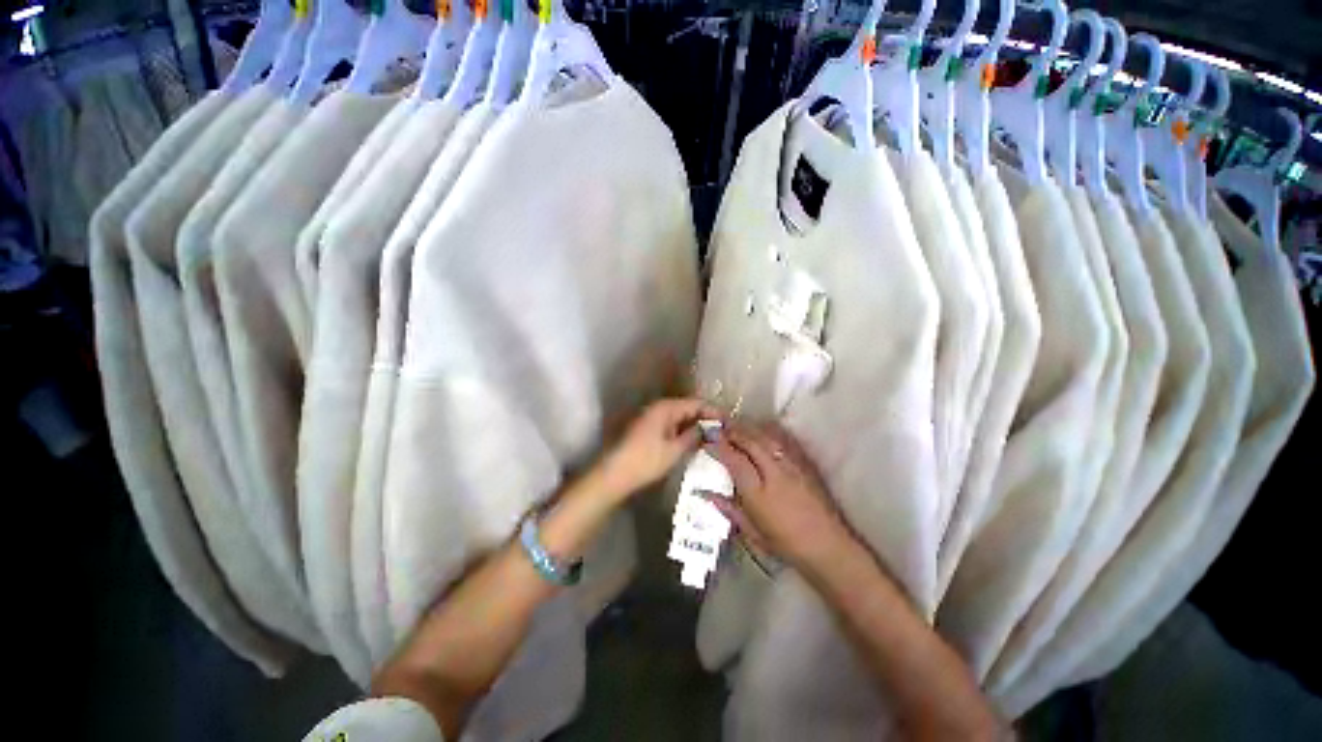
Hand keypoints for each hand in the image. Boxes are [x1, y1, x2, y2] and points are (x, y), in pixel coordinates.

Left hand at [596, 398, 714, 499]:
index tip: (729, 422)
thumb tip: (710, 428)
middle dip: (706, 418)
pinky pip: (672, 425)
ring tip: (713, 438)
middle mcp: (659, 408)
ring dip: (695, 426)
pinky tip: (694, 442)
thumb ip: (694, 436)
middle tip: (724, 432)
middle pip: (688, 408)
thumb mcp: (674, 450)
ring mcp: (652, 418)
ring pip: (680, 417)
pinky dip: (684, 431)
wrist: (615, 474)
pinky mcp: (648, 429)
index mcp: (666, 407)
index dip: (714, 411)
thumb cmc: (646, 461)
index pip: (696, 403)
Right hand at [703, 422, 847, 568]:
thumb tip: (705, 493)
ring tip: (736, 424)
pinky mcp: (804, 464)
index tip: (708, 441)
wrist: (828, 546)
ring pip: (766, 437)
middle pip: (750, 442)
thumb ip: (728, 509)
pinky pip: (783, 441)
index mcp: (758, 493)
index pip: (734, 460)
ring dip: (749, 428)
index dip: (719, 447)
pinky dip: (768, 432)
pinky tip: (762, 429)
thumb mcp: (752, 532)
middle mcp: (774, 473)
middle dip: (733, 431)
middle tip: (719, 425)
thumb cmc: (786, 544)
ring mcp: (791, 466)